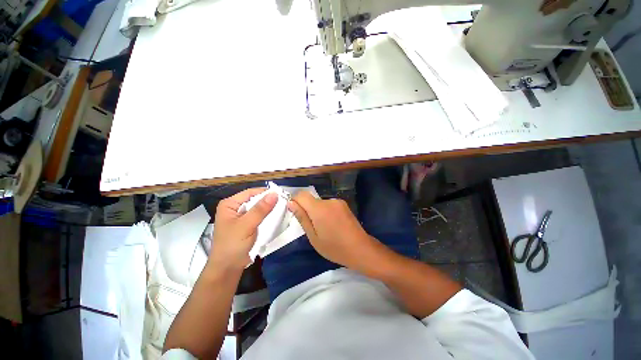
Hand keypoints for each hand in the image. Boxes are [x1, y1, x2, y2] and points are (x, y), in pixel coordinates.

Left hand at [209, 188, 277, 272]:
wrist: (228, 269)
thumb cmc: (232, 245)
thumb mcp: (246, 225)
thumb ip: (260, 209)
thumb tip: (275, 194)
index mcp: (230, 204)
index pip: (250, 193)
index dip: (265, 192)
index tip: (281, 194)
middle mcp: (235, 208)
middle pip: (255, 200)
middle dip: (269, 201)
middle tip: (285, 202)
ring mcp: (241, 217)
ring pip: (258, 209)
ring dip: (269, 209)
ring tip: (283, 208)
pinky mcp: (247, 225)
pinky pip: (259, 217)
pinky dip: (267, 217)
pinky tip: (277, 217)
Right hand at [288, 191, 377, 268]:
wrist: (360, 249)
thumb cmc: (334, 247)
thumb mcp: (313, 237)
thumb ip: (302, 218)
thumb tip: (291, 203)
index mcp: (319, 209)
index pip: (301, 195)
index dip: (295, 201)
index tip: (296, 213)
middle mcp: (329, 201)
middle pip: (311, 199)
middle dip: (307, 209)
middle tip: (312, 227)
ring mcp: (338, 201)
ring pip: (320, 203)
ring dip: (318, 211)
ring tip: (324, 228)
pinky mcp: (344, 204)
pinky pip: (329, 205)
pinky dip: (326, 212)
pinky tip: (333, 225)